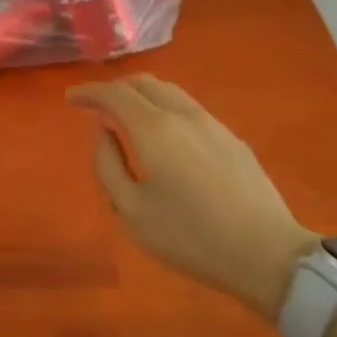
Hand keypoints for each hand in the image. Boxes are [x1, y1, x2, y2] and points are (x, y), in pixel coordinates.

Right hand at [67, 75, 316, 318]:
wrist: (266, 253)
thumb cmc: (190, 236)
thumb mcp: (132, 211)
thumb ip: (109, 166)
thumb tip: (104, 132)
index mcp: (153, 129)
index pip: (114, 93)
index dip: (88, 92)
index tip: (70, 99)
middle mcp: (182, 114)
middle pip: (143, 83)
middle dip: (115, 88)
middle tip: (96, 105)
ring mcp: (212, 124)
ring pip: (170, 92)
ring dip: (142, 95)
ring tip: (127, 114)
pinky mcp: (232, 139)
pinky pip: (189, 108)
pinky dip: (165, 107)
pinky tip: (164, 133)